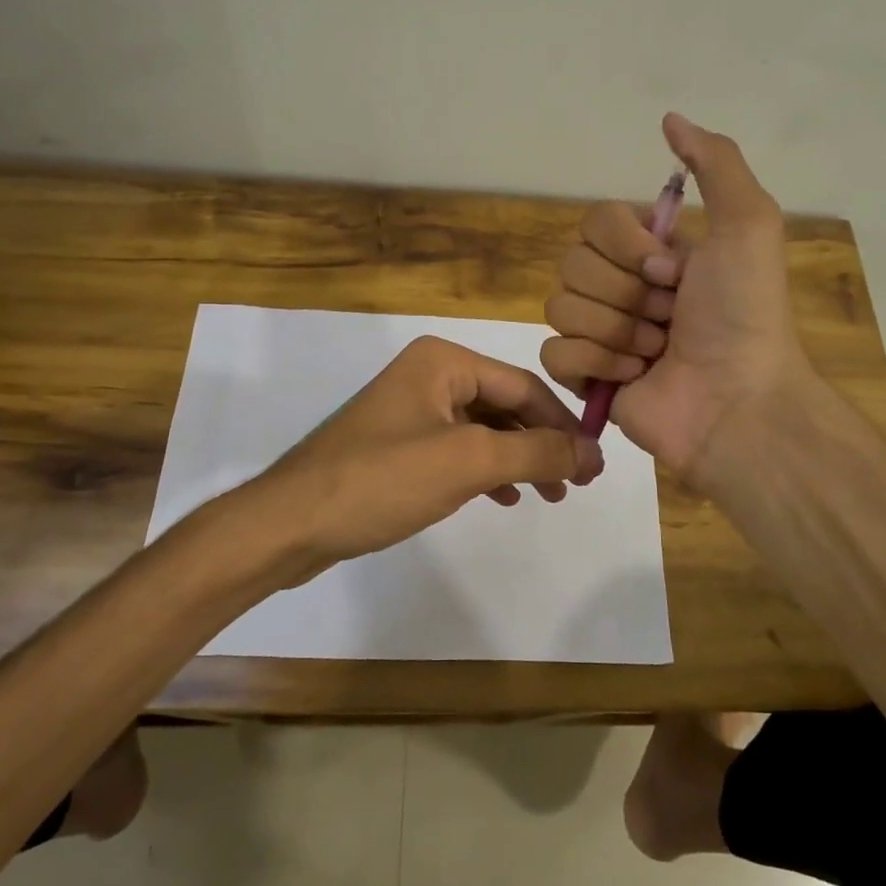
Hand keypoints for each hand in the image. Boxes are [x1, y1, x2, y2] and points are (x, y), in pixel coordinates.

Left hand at [237, 335, 605, 583]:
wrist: (290, 524)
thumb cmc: (382, 480)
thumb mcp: (469, 462)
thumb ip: (537, 452)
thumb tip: (594, 452)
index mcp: (443, 361)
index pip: (523, 386)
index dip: (564, 424)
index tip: (595, 464)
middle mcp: (428, 375)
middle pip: (505, 405)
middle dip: (541, 444)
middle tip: (575, 485)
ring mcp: (410, 411)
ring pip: (483, 430)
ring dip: (518, 459)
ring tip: (548, 495)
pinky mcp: (397, 445)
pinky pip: (457, 449)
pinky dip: (486, 470)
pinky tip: (504, 496)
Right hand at [541, 113, 814, 491]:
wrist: (738, 401)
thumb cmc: (744, 313)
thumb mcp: (748, 224)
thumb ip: (714, 163)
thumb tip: (668, 118)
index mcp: (650, 252)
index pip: (593, 222)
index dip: (627, 247)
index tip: (671, 271)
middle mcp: (620, 286)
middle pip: (571, 264)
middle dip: (626, 293)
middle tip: (669, 316)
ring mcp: (599, 333)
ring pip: (559, 306)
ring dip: (616, 330)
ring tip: (656, 350)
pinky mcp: (584, 378)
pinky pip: (553, 353)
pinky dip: (595, 364)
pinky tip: (633, 377)